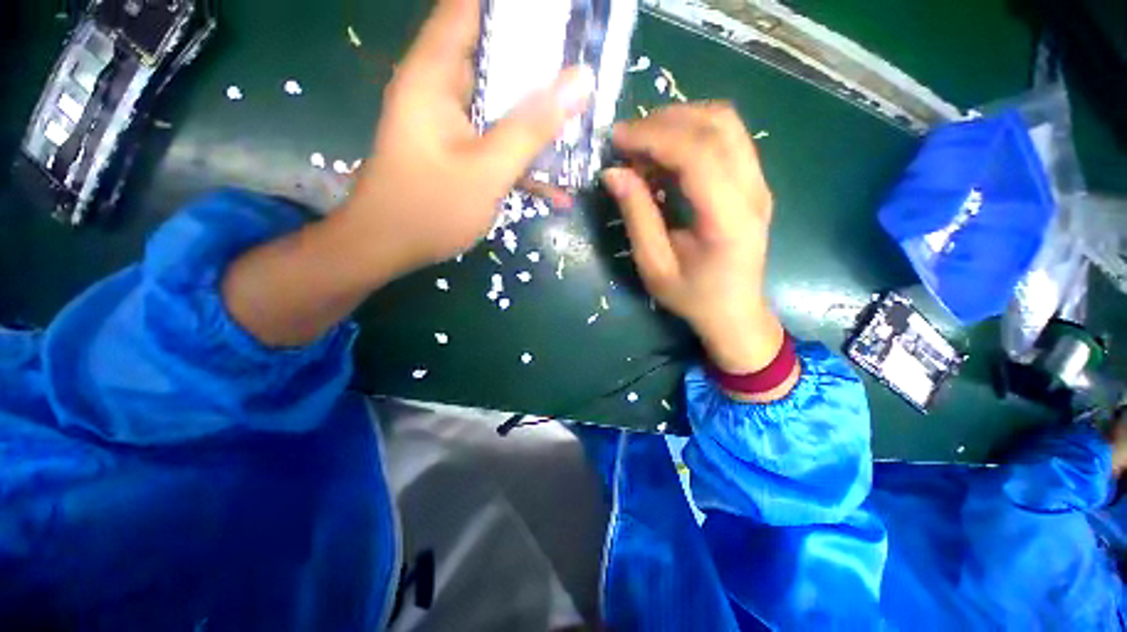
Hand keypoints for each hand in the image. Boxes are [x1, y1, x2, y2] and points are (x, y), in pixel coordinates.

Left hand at [222, 0, 593, 347]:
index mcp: (436, 74)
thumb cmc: (430, 208)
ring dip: (538, 116)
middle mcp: (442, 89)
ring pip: (501, 103)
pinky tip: (557, 189)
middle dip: (540, 60)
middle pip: (494, 54)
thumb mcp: (488, 169)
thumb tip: (579, 81)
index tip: (560, 14)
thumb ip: (532, 127)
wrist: (387, 249)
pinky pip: (497, 142)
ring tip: (581, 120)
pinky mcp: (459, 152)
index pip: (470, 8)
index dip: (516, 8)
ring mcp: (452, 123)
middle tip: (583, 68)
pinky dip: (524, 158)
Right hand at [603, 103, 783, 375]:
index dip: (654, 137)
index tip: (617, 139)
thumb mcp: (655, 266)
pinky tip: (665, 156)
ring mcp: (759, 182)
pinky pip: (726, 137)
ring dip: (679, 121)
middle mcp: (753, 190)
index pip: (698, 153)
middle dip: (665, 121)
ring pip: (724, 122)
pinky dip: (691, 134)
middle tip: (626, 139)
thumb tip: (614, 173)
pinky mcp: (753, 181)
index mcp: (729, 218)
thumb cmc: (693, 297)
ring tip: (643, 145)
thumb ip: (637, 217)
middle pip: (717, 124)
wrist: (735, 311)